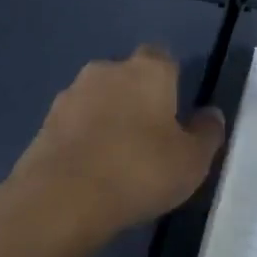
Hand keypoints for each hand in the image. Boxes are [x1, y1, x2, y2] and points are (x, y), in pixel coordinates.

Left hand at [5, 45, 224, 250]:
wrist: (62, 198)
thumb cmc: (139, 170)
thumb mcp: (192, 161)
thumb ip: (207, 133)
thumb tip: (211, 115)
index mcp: (148, 70)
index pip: (163, 58)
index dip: (170, 81)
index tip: (176, 111)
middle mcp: (107, 70)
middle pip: (128, 76)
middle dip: (136, 98)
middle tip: (149, 137)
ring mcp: (71, 94)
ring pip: (98, 99)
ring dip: (107, 118)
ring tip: (117, 158)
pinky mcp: (45, 122)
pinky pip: (74, 124)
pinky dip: (83, 139)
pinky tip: (91, 171)